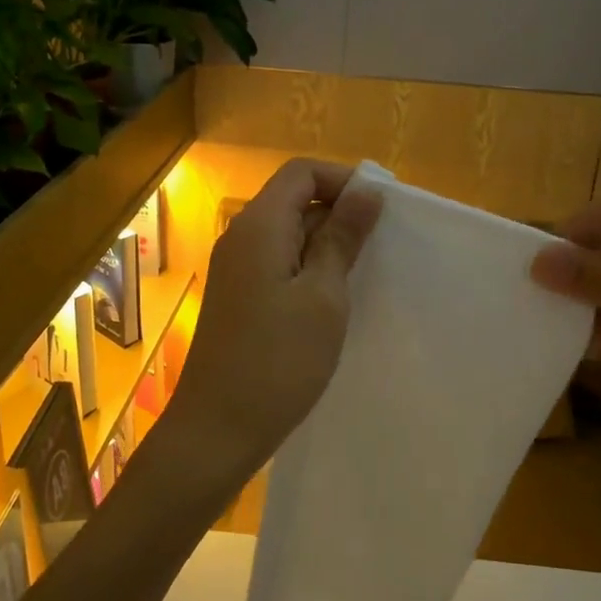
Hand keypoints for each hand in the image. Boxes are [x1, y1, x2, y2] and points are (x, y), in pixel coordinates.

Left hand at [167, 158, 381, 495]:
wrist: (218, 428)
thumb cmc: (278, 361)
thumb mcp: (323, 296)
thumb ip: (342, 238)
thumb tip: (366, 191)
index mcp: (259, 226)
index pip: (301, 172)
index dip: (343, 180)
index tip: (382, 210)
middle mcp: (241, 237)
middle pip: (293, 200)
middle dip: (338, 214)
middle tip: (381, 248)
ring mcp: (235, 269)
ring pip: (287, 235)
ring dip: (326, 246)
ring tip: (364, 276)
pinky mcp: (238, 297)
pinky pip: (277, 264)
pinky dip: (308, 270)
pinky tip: (333, 301)